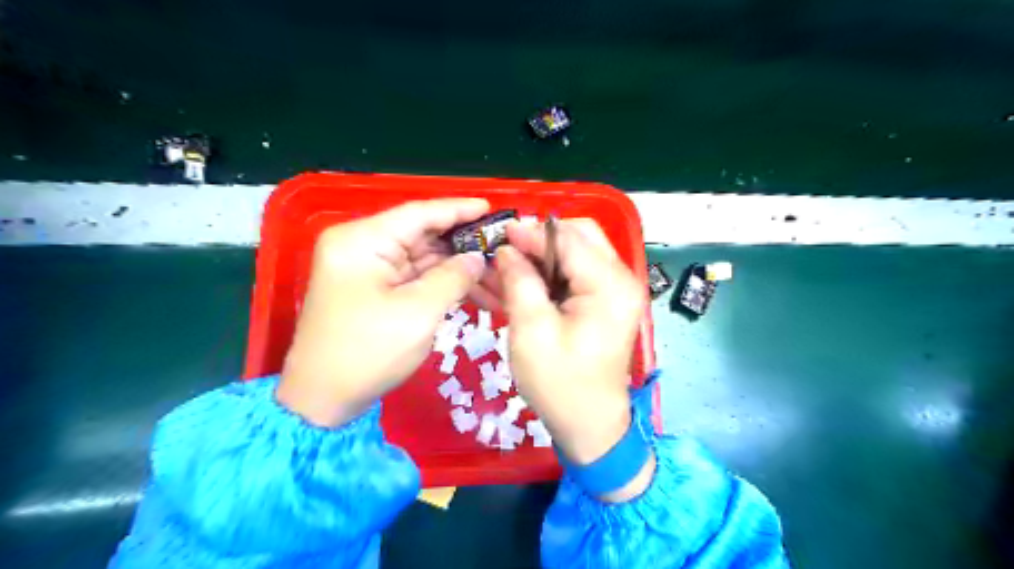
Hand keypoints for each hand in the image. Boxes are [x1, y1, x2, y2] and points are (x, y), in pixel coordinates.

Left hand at [277, 200, 497, 427]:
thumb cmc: (368, 352)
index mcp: (362, 241)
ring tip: (496, 276)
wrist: (323, 400)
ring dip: (458, 268)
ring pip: (423, 258)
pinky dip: (443, 284)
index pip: (418, 214)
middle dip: (463, 245)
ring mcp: (368, 269)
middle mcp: (362, 247)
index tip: (492, 209)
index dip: (458, 210)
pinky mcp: (375, 290)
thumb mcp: (418, 312)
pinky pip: (415, 278)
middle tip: (502, 248)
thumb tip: (477, 258)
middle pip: (422, 235)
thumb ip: (453, 277)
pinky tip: (473, 290)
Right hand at [495, 220, 653, 498]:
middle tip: (507, 249)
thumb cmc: (560, 384)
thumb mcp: (531, 331)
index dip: (531, 233)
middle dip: (542, 237)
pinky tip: (526, 278)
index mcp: (609, 285)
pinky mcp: (607, 301)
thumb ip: (520, 282)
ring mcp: (617, 290)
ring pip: (579, 250)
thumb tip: (506, 250)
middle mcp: (621, 279)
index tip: (499, 234)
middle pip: (581, 235)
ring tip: (511, 262)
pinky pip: (579, 271)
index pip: (569, 240)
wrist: (590, 425)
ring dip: (545, 252)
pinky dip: (552, 270)